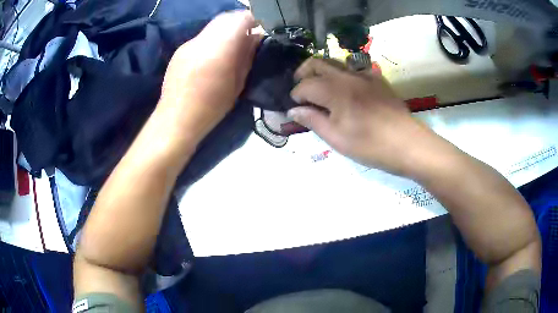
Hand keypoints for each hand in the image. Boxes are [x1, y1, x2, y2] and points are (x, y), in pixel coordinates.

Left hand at [157, 10, 260, 147]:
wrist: (177, 119)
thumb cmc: (212, 106)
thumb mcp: (238, 83)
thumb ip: (247, 56)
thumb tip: (256, 38)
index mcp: (220, 48)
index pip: (240, 18)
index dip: (253, 19)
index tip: (260, 28)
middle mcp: (202, 40)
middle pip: (225, 18)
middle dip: (239, 22)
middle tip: (247, 36)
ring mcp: (188, 44)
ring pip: (212, 27)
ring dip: (225, 31)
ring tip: (230, 47)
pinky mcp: (180, 51)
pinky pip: (201, 38)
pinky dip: (211, 40)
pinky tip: (211, 57)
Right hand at [288, 58, 434, 174]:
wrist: (408, 144)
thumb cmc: (370, 145)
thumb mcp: (337, 138)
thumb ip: (313, 120)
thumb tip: (293, 111)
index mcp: (335, 90)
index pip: (305, 85)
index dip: (296, 95)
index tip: (296, 108)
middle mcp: (347, 75)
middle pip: (317, 62)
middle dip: (303, 73)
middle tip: (302, 91)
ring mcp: (364, 74)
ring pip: (335, 62)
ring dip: (322, 72)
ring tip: (321, 90)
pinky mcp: (377, 79)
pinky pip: (354, 69)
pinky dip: (343, 75)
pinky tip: (347, 91)